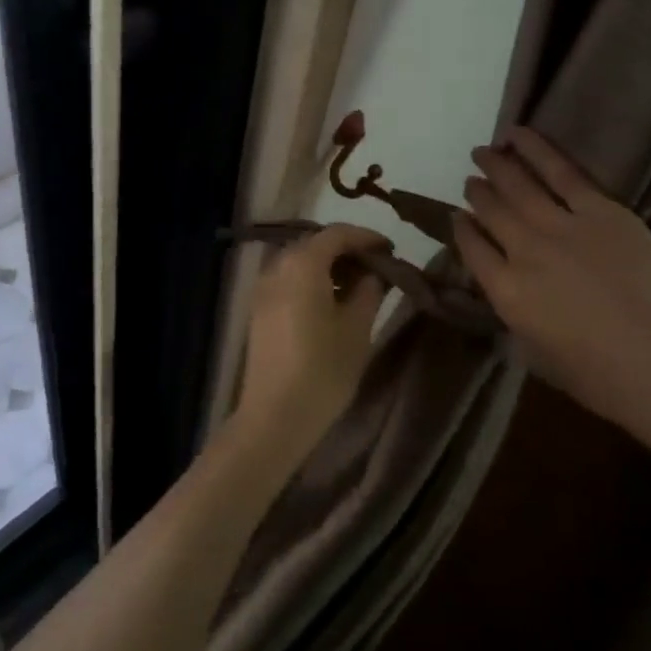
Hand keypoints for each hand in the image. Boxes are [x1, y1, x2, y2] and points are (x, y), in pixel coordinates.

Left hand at [237, 223, 392, 459]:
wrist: (274, 417)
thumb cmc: (323, 370)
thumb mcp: (357, 328)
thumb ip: (369, 291)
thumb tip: (372, 274)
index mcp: (303, 264)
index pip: (337, 233)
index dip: (366, 237)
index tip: (391, 250)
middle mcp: (277, 267)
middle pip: (316, 245)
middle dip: (348, 251)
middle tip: (378, 268)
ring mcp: (263, 289)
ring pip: (301, 263)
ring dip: (330, 267)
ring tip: (359, 287)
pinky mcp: (259, 311)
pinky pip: (289, 282)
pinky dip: (313, 282)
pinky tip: (333, 304)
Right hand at [454, 129, 650, 427]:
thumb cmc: (600, 378)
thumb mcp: (537, 354)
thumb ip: (517, 314)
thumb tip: (512, 289)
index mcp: (506, 293)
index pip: (472, 249)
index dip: (462, 229)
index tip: (459, 217)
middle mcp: (524, 252)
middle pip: (490, 211)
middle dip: (477, 192)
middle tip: (471, 178)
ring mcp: (562, 227)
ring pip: (519, 185)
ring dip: (497, 165)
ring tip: (484, 150)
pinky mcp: (602, 211)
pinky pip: (563, 172)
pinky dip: (537, 150)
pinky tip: (518, 136)